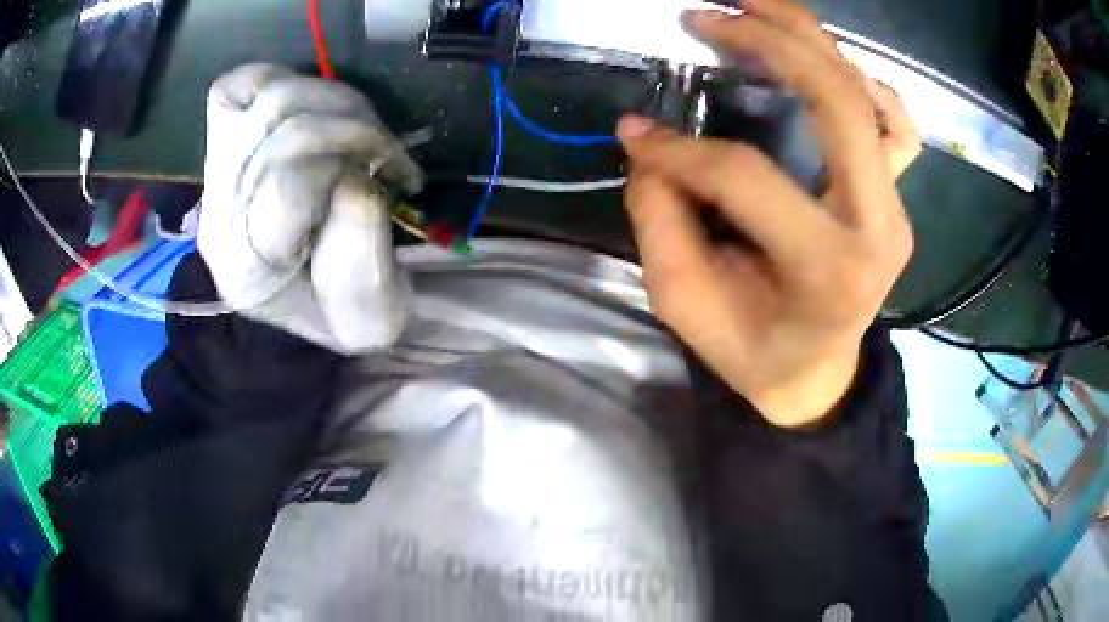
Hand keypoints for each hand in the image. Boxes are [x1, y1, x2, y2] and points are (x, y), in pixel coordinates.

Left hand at [199, 64, 422, 353]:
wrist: (298, 299)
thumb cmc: (338, 315)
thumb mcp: (371, 319)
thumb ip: (365, 268)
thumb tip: (357, 185)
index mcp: (248, 269)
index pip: (286, 185)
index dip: (351, 173)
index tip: (393, 184)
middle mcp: (218, 215)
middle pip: (282, 126)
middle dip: (354, 130)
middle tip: (389, 153)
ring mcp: (215, 173)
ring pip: (270, 96)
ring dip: (337, 102)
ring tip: (363, 130)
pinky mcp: (221, 143)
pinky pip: (236, 87)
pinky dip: (281, 81)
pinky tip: (315, 105)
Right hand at [618, 0, 920, 426]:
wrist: (818, 375)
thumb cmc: (755, 351)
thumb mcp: (687, 307)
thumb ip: (660, 223)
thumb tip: (649, 145)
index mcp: (828, 269)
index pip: (748, 176)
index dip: (681, 149)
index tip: (636, 135)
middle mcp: (878, 226)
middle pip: (837, 102)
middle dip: (768, 41)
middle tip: (705, 15)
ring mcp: (897, 206)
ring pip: (868, 97)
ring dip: (810, 40)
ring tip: (754, 8)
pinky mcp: (897, 197)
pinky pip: (896, 125)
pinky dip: (863, 81)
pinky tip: (825, 60)